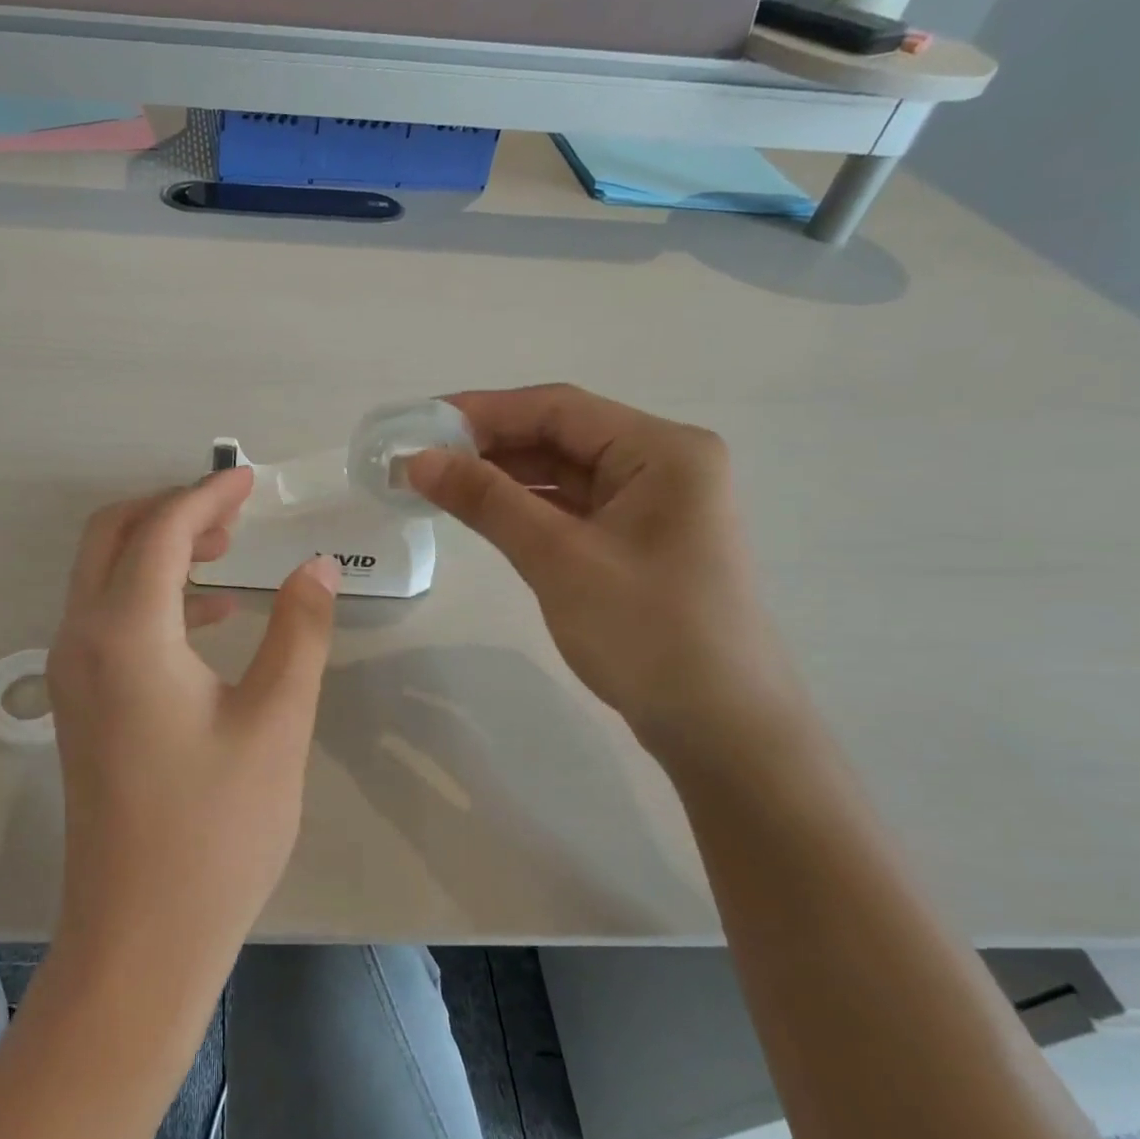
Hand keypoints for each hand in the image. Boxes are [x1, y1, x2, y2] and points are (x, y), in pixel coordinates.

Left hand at [46, 468, 339, 979]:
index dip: (207, 496)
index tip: (251, 479)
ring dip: (158, 548)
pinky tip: (211, 618)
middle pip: (111, 535)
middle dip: (170, 510)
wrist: (140, 938)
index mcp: (126, 634)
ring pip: (103, 575)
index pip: (160, 531)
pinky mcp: (79, 703)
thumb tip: (318, 566)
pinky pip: (107, 618)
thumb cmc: (216, 831)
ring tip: (226, 552)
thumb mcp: (276, 722)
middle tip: (234, 512)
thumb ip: (298, 631)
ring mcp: (71, 674)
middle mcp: (82, 640)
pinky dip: (152, 595)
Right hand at [407, 384, 801, 745]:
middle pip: (561, 435)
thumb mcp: (558, 558)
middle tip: (418, 457)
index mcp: (663, 450)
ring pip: (563, 473)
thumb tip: (417, 460)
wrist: (722, 730)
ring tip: (436, 482)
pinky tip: (481, 512)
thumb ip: (487, 500)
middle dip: (488, 444)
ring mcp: (652, 505)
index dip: (483, 410)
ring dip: (502, 476)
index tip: (419, 423)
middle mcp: (663, 464)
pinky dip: (525, 507)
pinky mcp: (637, 541)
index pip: (558, 408)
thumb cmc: (648, 633)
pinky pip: (571, 508)